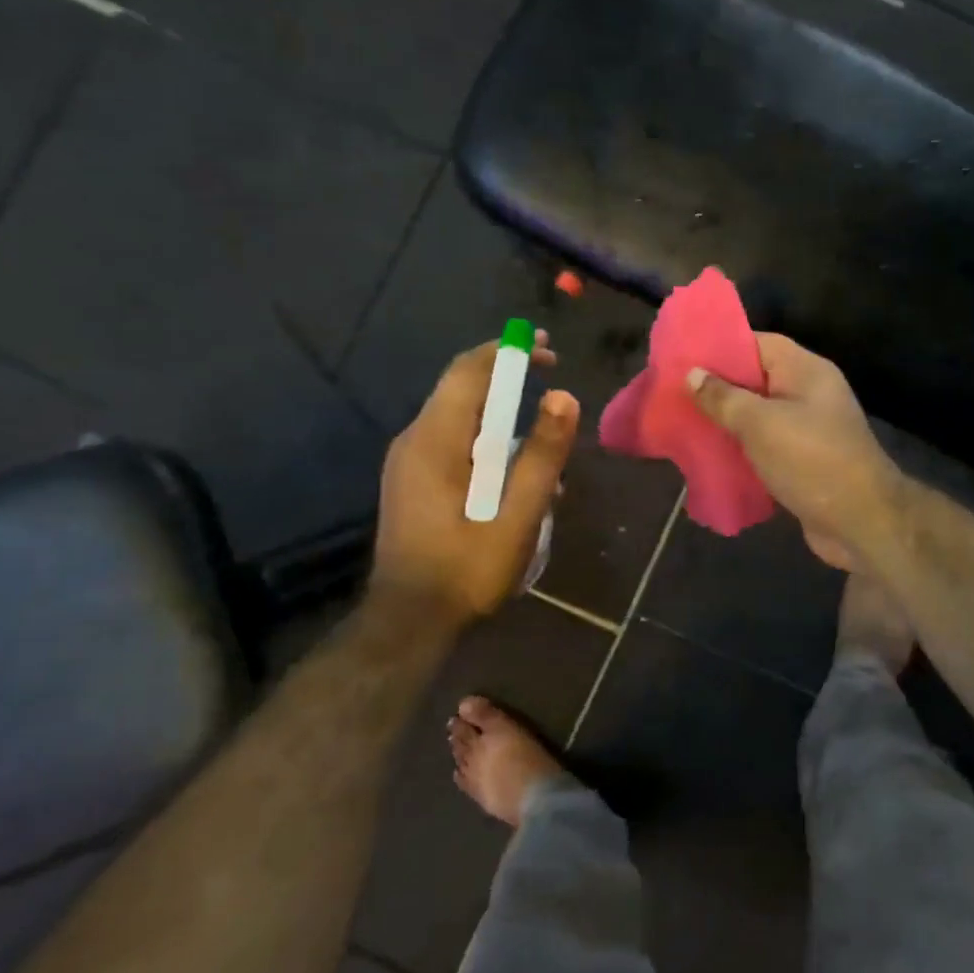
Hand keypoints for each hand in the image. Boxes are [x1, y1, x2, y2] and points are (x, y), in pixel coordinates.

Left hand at [371, 334, 578, 623]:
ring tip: (544, 447)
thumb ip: (542, 454)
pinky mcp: (412, 482)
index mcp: (435, 440)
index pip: (469, 371)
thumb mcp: (517, 514)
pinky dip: (488, 443)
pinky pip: (454, 443)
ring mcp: (409, 462)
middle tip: (554, 388)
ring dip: (502, 418)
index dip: (509, 352)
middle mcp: (414, 440)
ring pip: (460, 418)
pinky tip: (515, 477)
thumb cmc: (466, 568)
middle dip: (509, 380)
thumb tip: (564, 396)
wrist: (409, 622)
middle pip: (462, 389)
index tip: (548, 350)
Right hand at [687, 334, 903, 570]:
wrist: (860, 522)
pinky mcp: (802, 462)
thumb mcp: (761, 424)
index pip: (759, 344)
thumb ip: (724, 398)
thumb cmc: (811, 461)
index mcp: (806, 371)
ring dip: (724, 422)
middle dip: (716, 388)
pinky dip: (739, 450)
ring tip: (681, 423)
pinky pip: (763, 447)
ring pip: (757, 417)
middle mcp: (808, 394)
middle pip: (755, 381)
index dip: (721, 346)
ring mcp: (807, 430)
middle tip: (672, 392)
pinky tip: (706, 457)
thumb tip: (693, 374)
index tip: (683, 355)